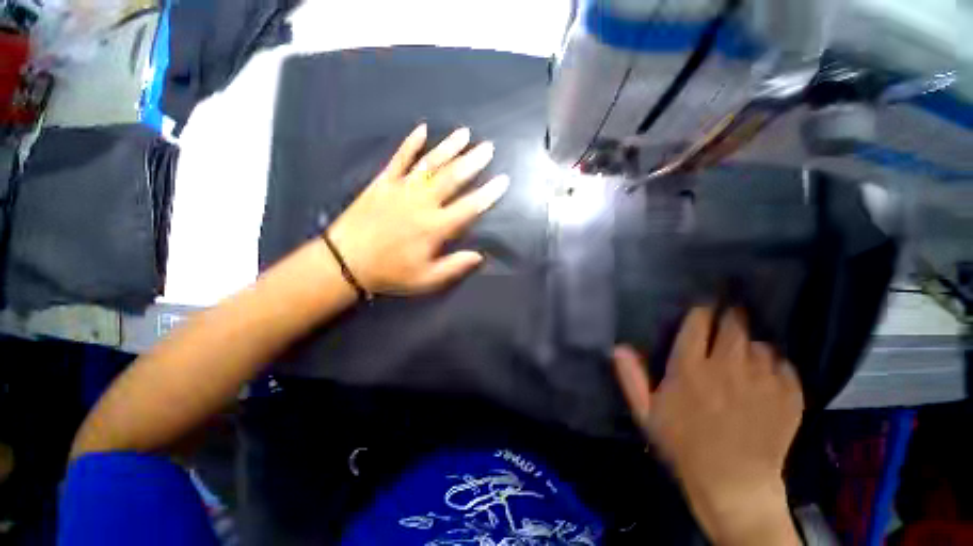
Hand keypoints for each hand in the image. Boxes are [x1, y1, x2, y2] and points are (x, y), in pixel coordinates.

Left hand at [326, 124, 507, 295]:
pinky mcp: (383, 182)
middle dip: (473, 162)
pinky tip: (422, 129)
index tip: (502, 180)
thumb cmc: (390, 272)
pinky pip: (399, 159)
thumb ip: (454, 266)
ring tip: (465, 134)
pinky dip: (411, 144)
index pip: (469, 207)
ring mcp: (401, 189)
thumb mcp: (426, 279)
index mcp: (434, 227)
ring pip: (430, 164)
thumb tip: (479, 255)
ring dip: (449, 147)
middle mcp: (422, 203)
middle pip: (452, 178)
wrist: (345, 261)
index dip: (488, 194)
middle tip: (488, 148)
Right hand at [613, 307, 803, 544]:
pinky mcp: (788, 395)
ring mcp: (762, 380)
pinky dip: (773, 365)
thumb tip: (619, 348)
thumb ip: (631, 377)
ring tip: (742, 355)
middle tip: (726, 319)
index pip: (698, 323)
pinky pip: (782, 364)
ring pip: (758, 343)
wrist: (734, 484)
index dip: (701, 311)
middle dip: (729, 317)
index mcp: (690, 368)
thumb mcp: (646, 413)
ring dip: (749, 344)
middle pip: (732, 325)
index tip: (702, 308)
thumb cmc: (684, 446)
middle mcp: (727, 367)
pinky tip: (764, 377)